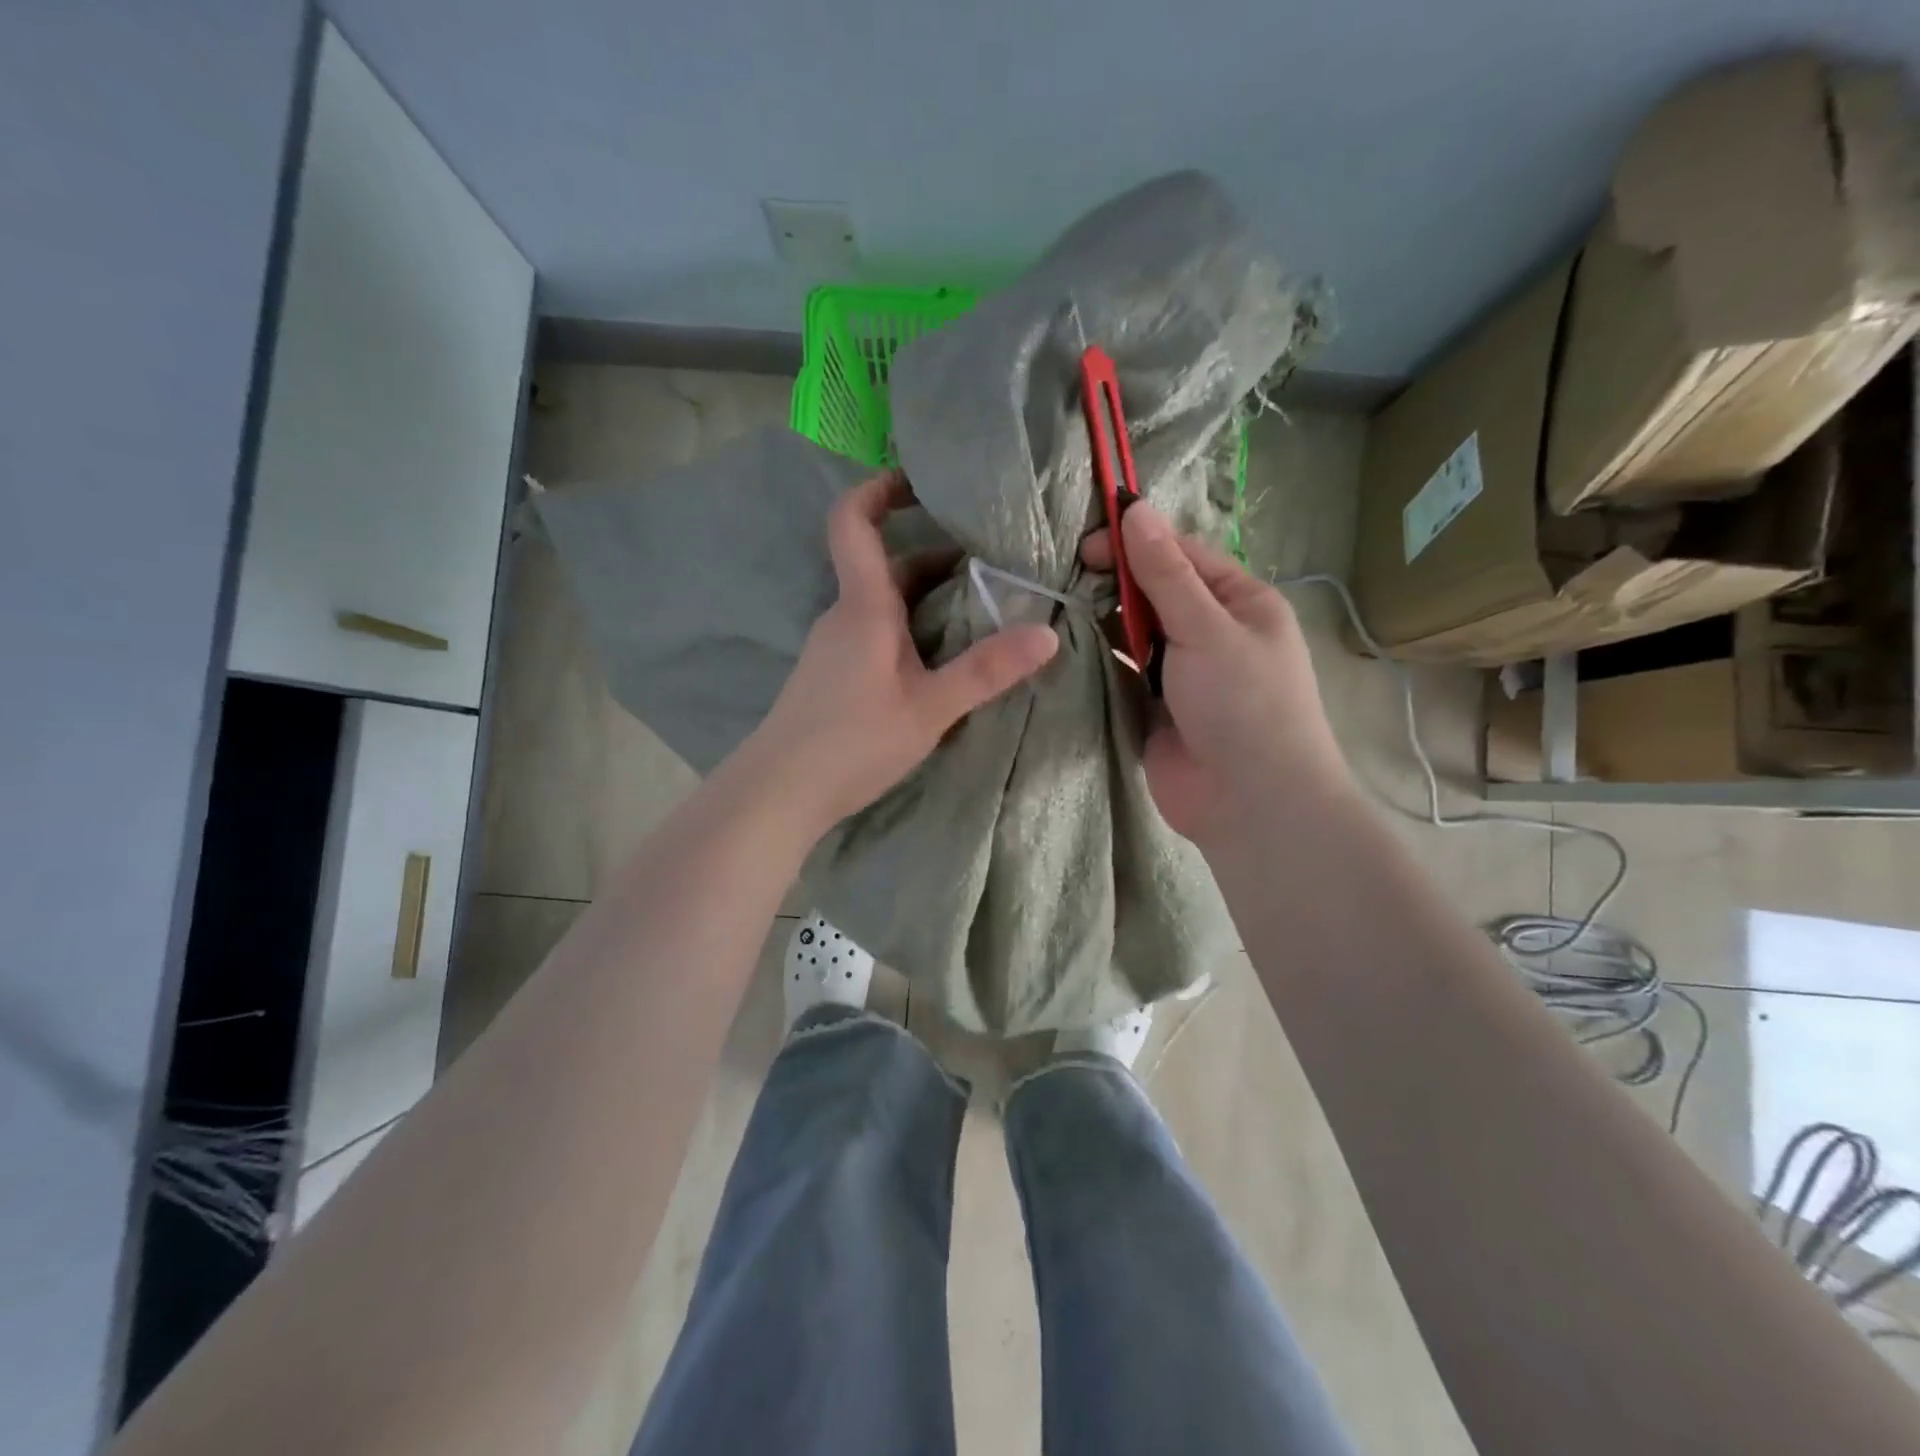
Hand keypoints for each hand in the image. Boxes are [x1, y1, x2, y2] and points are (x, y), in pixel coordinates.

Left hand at [750, 471, 1058, 831]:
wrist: (779, 791)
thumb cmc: (852, 741)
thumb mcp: (929, 708)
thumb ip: (986, 671)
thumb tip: (1047, 632)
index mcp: (864, 606)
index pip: (853, 521)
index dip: (879, 489)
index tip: (919, 480)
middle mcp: (845, 615)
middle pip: (885, 565)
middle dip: (935, 555)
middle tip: (991, 561)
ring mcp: (834, 646)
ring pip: (883, 603)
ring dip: (927, 597)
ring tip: (980, 609)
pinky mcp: (833, 674)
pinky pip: (875, 632)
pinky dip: (910, 627)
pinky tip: (940, 659)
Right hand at [1081, 504, 1347, 845]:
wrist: (1249, 801)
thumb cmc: (1242, 702)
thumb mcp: (1207, 627)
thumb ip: (1166, 573)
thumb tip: (1137, 508)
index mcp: (1240, 602)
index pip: (1183, 555)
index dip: (1137, 543)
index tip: (1087, 544)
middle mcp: (1212, 632)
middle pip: (1157, 592)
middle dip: (1118, 583)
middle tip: (1069, 578)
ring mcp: (1182, 672)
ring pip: (1137, 632)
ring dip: (1106, 621)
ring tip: (1061, 608)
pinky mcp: (1155, 707)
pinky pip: (1124, 671)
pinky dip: (1102, 659)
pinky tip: (1069, 647)